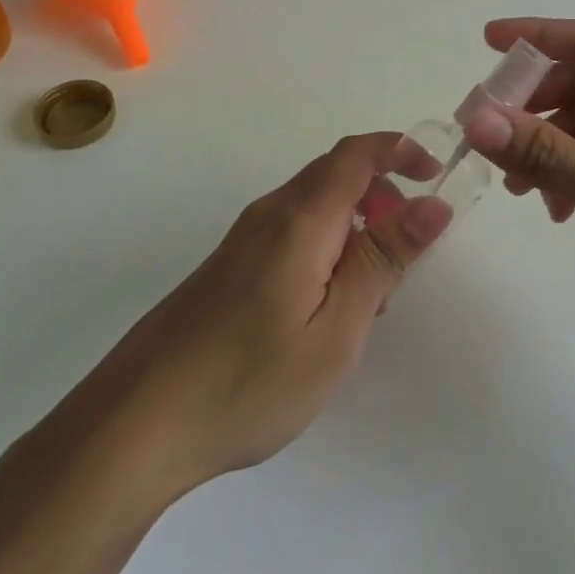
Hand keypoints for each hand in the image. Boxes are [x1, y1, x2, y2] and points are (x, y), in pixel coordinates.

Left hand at [36, 134, 451, 498]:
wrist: (137, 423)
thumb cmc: (249, 381)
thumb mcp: (336, 329)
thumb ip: (383, 260)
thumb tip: (433, 204)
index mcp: (300, 219)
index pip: (357, 153)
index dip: (401, 150)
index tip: (437, 176)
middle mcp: (271, 213)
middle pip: (337, 173)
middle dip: (384, 194)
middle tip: (409, 252)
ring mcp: (245, 237)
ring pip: (316, 204)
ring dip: (357, 224)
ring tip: (372, 293)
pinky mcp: (231, 264)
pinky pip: (294, 230)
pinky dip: (329, 244)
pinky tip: (327, 305)